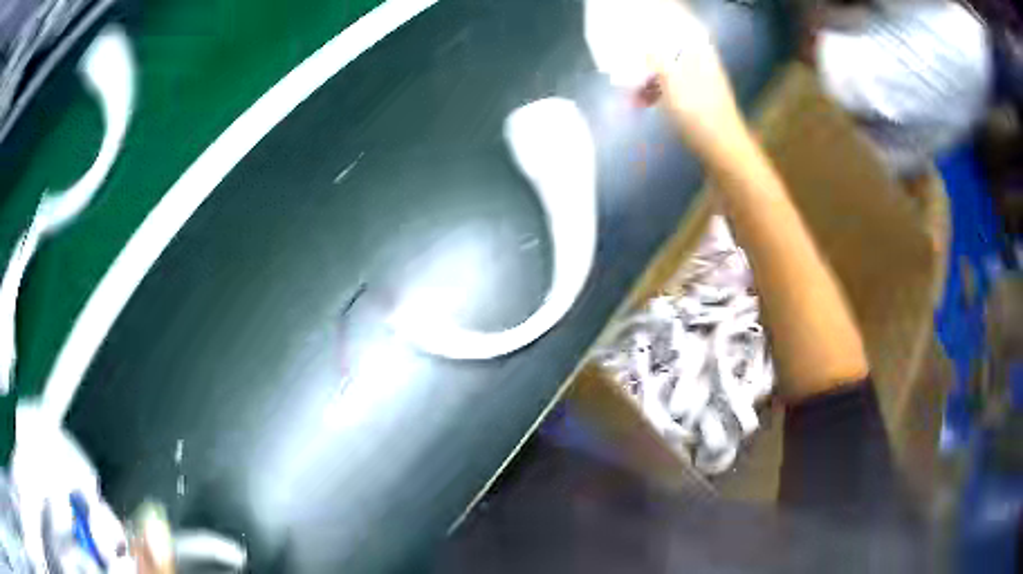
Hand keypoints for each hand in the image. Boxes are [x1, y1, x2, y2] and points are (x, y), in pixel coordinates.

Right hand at [637, 0, 749, 163]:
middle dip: (645, 49)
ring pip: (667, 66)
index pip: (679, 23)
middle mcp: (700, 59)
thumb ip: (655, 56)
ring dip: (646, 73)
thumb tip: (643, 40)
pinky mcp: (696, 97)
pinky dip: (655, 90)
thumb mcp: (671, 80)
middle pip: (669, 44)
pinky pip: (670, 85)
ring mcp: (699, 79)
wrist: (722, 149)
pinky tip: (640, 101)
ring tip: (627, 86)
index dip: (661, 18)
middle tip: (624, 51)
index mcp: (697, 50)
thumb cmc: (698, 112)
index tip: (639, 18)